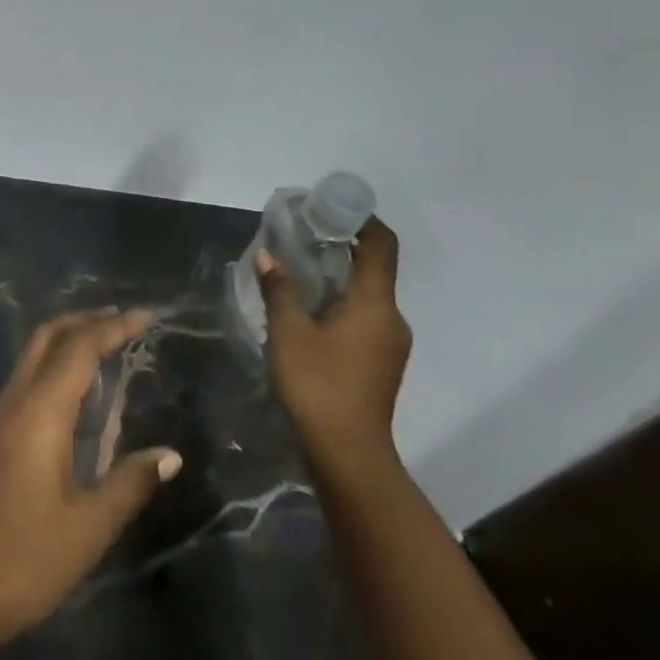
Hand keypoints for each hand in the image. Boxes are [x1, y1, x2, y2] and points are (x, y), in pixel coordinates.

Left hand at [0, 309, 181, 640]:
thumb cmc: (29, 557)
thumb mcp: (90, 525)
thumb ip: (131, 482)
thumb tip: (170, 454)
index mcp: (40, 412)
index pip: (79, 348)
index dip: (113, 326)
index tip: (146, 317)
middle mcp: (15, 400)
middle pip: (47, 337)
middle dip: (85, 320)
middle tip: (125, 322)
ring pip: (33, 355)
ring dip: (68, 340)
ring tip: (109, 347)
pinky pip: (27, 379)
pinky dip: (55, 365)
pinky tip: (78, 392)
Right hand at [256, 218, 410, 468]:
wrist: (348, 452)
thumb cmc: (318, 383)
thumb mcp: (288, 331)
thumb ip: (279, 288)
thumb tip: (268, 255)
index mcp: (374, 303)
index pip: (381, 245)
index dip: (362, 219)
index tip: (330, 207)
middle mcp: (391, 317)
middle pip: (373, 268)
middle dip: (339, 247)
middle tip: (299, 237)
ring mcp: (389, 342)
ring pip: (365, 295)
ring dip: (336, 278)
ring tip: (296, 272)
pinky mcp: (380, 361)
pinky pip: (362, 316)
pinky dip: (338, 303)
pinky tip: (306, 311)